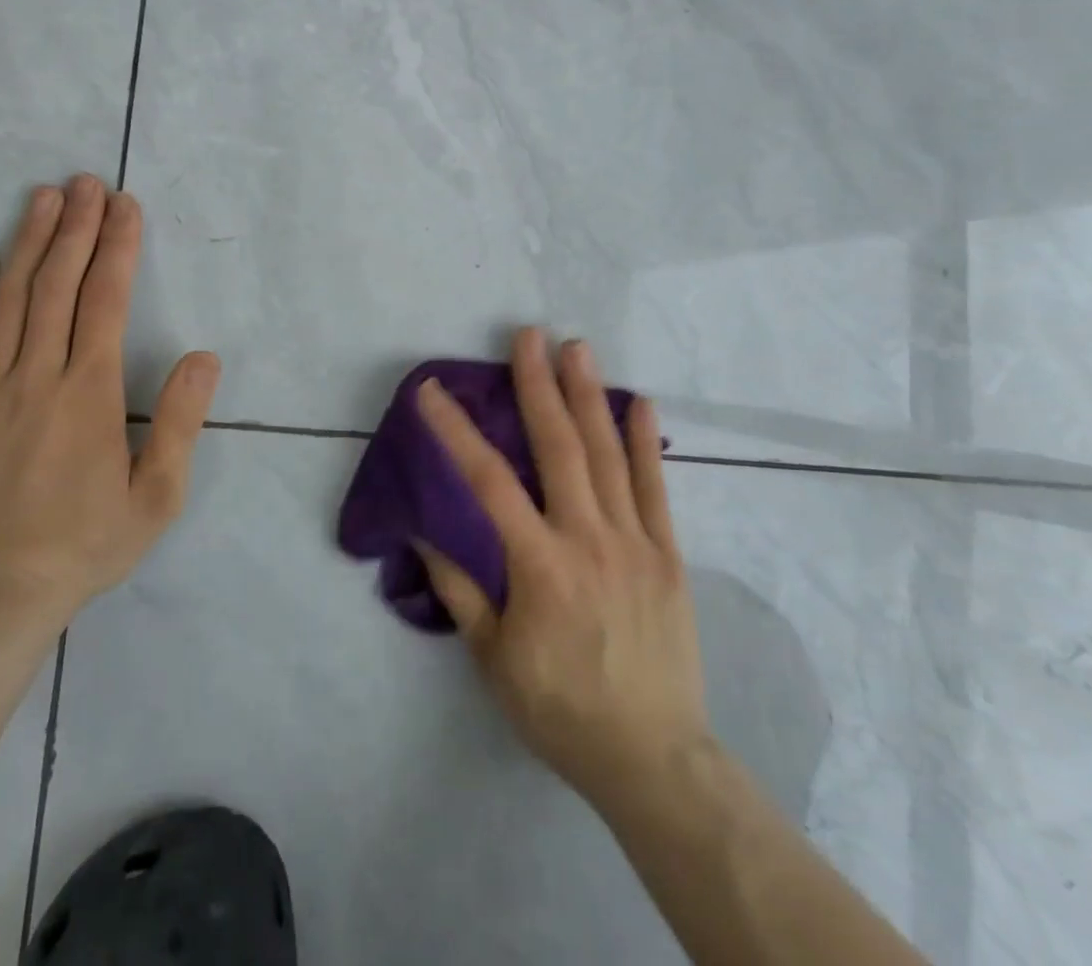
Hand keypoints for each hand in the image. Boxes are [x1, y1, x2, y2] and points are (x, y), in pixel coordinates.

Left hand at [0, 175, 220, 621]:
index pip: (105, 300)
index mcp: (89, 392)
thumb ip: (179, 422)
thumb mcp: (156, 495)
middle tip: (86, 182)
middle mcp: (37, 375)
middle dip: (75, 228)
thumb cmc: (86, 545)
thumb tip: (203, 357)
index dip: (117, 247)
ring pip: (9, 300)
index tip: (125, 206)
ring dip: (28, 243)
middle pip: (57, 285)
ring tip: (42, 198)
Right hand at [415, 329, 711, 813]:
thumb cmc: (559, 708)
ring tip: (576, 347)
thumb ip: (459, 586)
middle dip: (538, 385)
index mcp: (540, 565)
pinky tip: (640, 402)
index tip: (432, 391)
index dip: (455, 431)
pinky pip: (656, 487)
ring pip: (608, 454)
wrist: (651, 756)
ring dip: (589, 396)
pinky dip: (645, 441)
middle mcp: (588, 538)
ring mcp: (635, 541)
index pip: (487, 481)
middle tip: (528, 335)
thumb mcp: (492, 657)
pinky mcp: (667, 554)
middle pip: (559, 446)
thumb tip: (423, 527)